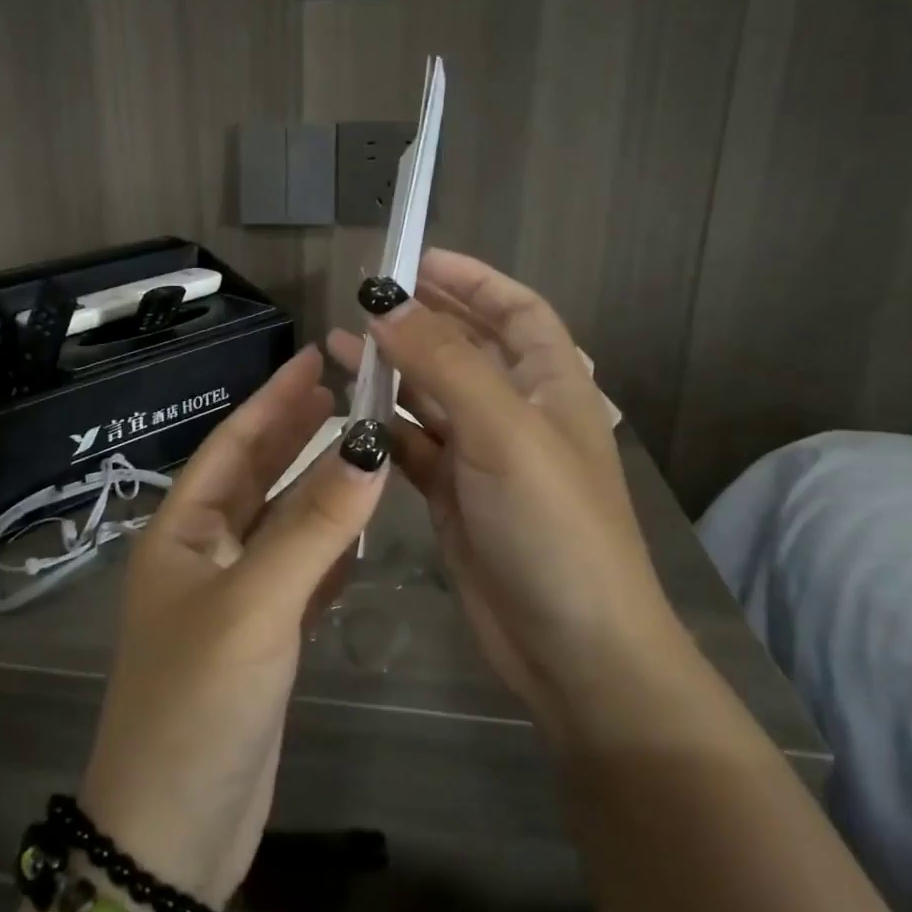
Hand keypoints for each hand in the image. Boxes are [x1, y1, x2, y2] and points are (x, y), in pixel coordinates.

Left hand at [79, 346, 388, 906]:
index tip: (316, 357)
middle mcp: (202, 555)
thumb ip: (313, 528)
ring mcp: (232, 599)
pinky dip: (328, 546)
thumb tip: (368, 446)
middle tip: (346, 387)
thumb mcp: (255, 605)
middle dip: (295, 431)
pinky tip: (359, 528)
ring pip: (282, 524)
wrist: (174, 834)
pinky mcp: (262, 640)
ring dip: (316, 485)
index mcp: (180, 532)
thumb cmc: (198, 701)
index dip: (272, 400)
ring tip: (360, 441)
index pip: (231, 445)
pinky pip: (300, 573)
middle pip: (256, 477)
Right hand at [327, 250, 679, 726]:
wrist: (574, 651)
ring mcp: (483, 458)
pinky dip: (381, 425)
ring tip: (337, 344)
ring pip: (430, 396)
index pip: (516, 311)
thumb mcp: (502, 432)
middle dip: (421, 320)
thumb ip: (443, 363)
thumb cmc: (553, 527)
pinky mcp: (454, 497)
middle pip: (466, 348)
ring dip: (390, 370)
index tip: (417, 260)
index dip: (473, 280)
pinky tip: (345, 411)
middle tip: (364, 299)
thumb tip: (387, 302)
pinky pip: (412, 445)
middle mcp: (517, 414)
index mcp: (551, 386)